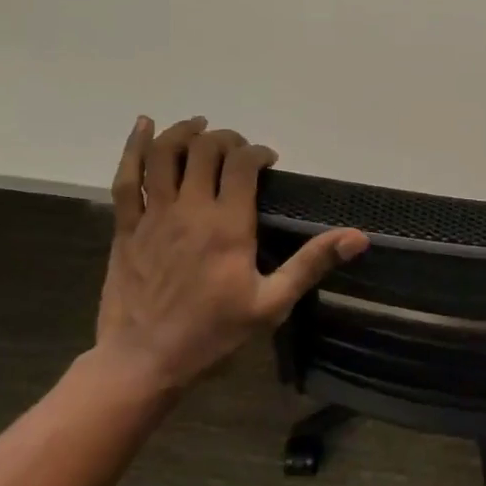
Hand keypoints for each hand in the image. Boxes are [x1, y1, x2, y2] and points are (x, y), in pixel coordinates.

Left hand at [95, 116, 367, 390]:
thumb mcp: (272, 304)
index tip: (269, 161)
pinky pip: (126, 178)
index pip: (242, 165)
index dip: (258, 152)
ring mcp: (154, 216)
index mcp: (228, 225)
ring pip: (165, 155)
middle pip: (205, 151)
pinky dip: (134, 147)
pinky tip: (143, 125)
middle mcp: (190, 210)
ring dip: (184, 132)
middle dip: (226, 139)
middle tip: (238, 149)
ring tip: (198, 124)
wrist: (144, 361)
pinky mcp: (126, 227)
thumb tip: (358, 237)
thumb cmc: (214, 334)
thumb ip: (312, 263)